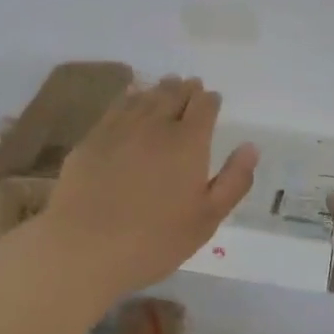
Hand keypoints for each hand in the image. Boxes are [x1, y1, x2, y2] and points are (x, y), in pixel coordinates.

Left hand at [38, 77, 257, 300]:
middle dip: (186, 89)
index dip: (210, 101)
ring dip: (160, 89)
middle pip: (174, 94)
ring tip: (166, 87)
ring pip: (145, 97)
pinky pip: (116, 107)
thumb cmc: (154, 240)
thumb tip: (250, 147)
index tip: (212, 100)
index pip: (204, 107)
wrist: (83, 247)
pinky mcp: (92, 139)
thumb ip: (234, 181)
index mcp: (188, 142)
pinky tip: (131, 98)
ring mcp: (120, 129)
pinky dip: (130, 97)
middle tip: (191, 87)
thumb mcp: (207, 219)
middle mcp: (155, 125)